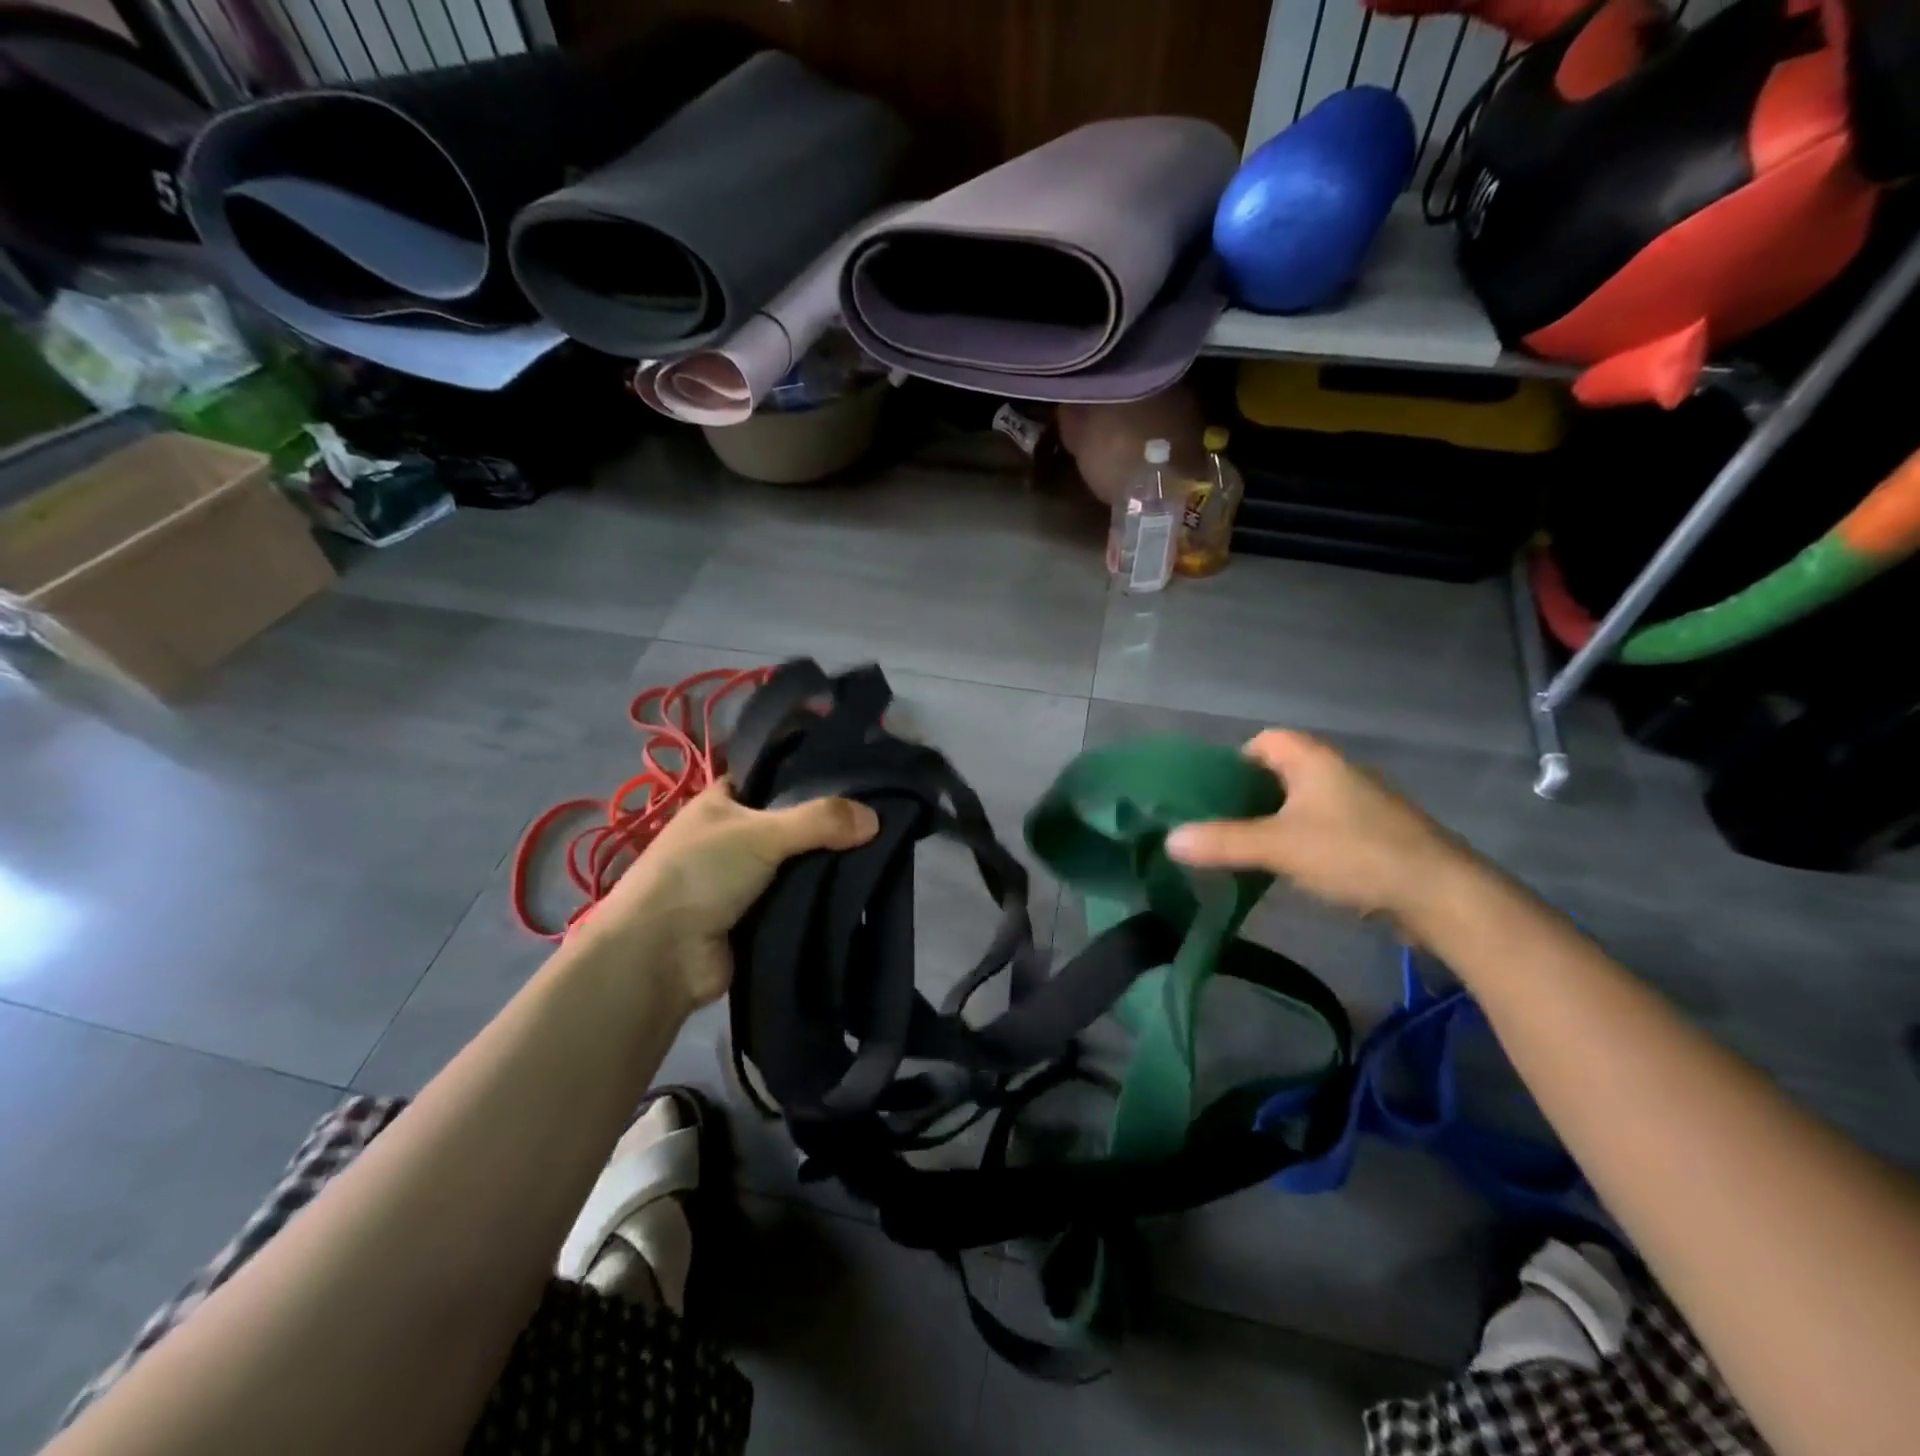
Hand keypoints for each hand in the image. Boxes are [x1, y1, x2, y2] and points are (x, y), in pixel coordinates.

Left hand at [577, 780, 878, 1009]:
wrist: (661, 955)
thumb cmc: (702, 873)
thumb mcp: (762, 833)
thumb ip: (819, 820)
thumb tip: (876, 819)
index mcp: (721, 802)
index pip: (770, 777)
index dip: (806, 773)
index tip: (853, 774)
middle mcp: (730, 836)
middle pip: (788, 822)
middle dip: (825, 824)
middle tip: (876, 817)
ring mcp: (740, 879)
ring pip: (794, 863)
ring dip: (824, 863)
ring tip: (878, 851)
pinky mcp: (753, 917)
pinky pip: (794, 898)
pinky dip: (817, 896)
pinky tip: (856, 889)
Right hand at [1166, 730, 1467, 922]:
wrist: (1441, 895)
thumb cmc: (1354, 853)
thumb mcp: (1278, 847)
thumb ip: (1222, 842)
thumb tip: (1169, 840)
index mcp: (1314, 761)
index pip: (1265, 741)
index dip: (1234, 761)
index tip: (1210, 794)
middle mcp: (1337, 773)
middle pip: (1281, 772)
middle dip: (1248, 796)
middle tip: (1218, 824)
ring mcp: (1359, 805)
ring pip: (1302, 802)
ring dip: (1274, 821)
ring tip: (1244, 849)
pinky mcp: (1374, 836)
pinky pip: (1323, 827)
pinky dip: (1300, 841)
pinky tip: (1288, 870)